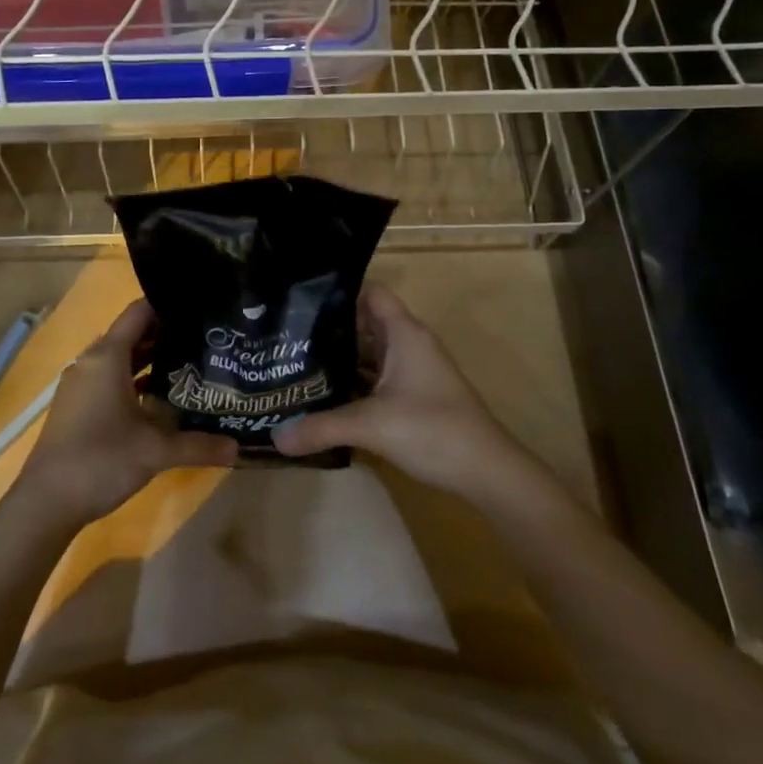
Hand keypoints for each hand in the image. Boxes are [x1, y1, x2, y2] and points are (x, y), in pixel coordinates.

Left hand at [15, 300, 236, 528]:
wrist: (45, 503)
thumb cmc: (100, 460)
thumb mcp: (156, 452)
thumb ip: (199, 445)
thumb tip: (238, 447)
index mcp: (107, 356)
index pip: (139, 312)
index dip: (169, 306)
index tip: (200, 310)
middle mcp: (92, 361)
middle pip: (132, 334)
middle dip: (167, 335)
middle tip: (205, 340)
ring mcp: (81, 384)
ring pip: (121, 359)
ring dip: (151, 361)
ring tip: (191, 366)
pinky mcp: (77, 405)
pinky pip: (110, 379)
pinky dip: (134, 381)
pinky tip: (160, 400)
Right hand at [270, 286, 541, 503]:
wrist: (487, 471)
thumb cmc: (433, 430)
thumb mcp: (371, 426)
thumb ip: (321, 427)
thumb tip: (275, 436)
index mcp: (404, 333)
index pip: (371, 292)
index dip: (340, 292)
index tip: (302, 301)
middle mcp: (409, 344)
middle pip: (365, 322)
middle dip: (329, 329)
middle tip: (287, 338)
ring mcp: (413, 371)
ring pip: (370, 353)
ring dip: (340, 359)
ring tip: (297, 365)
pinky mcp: (414, 396)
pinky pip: (377, 377)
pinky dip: (354, 382)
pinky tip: (325, 397)